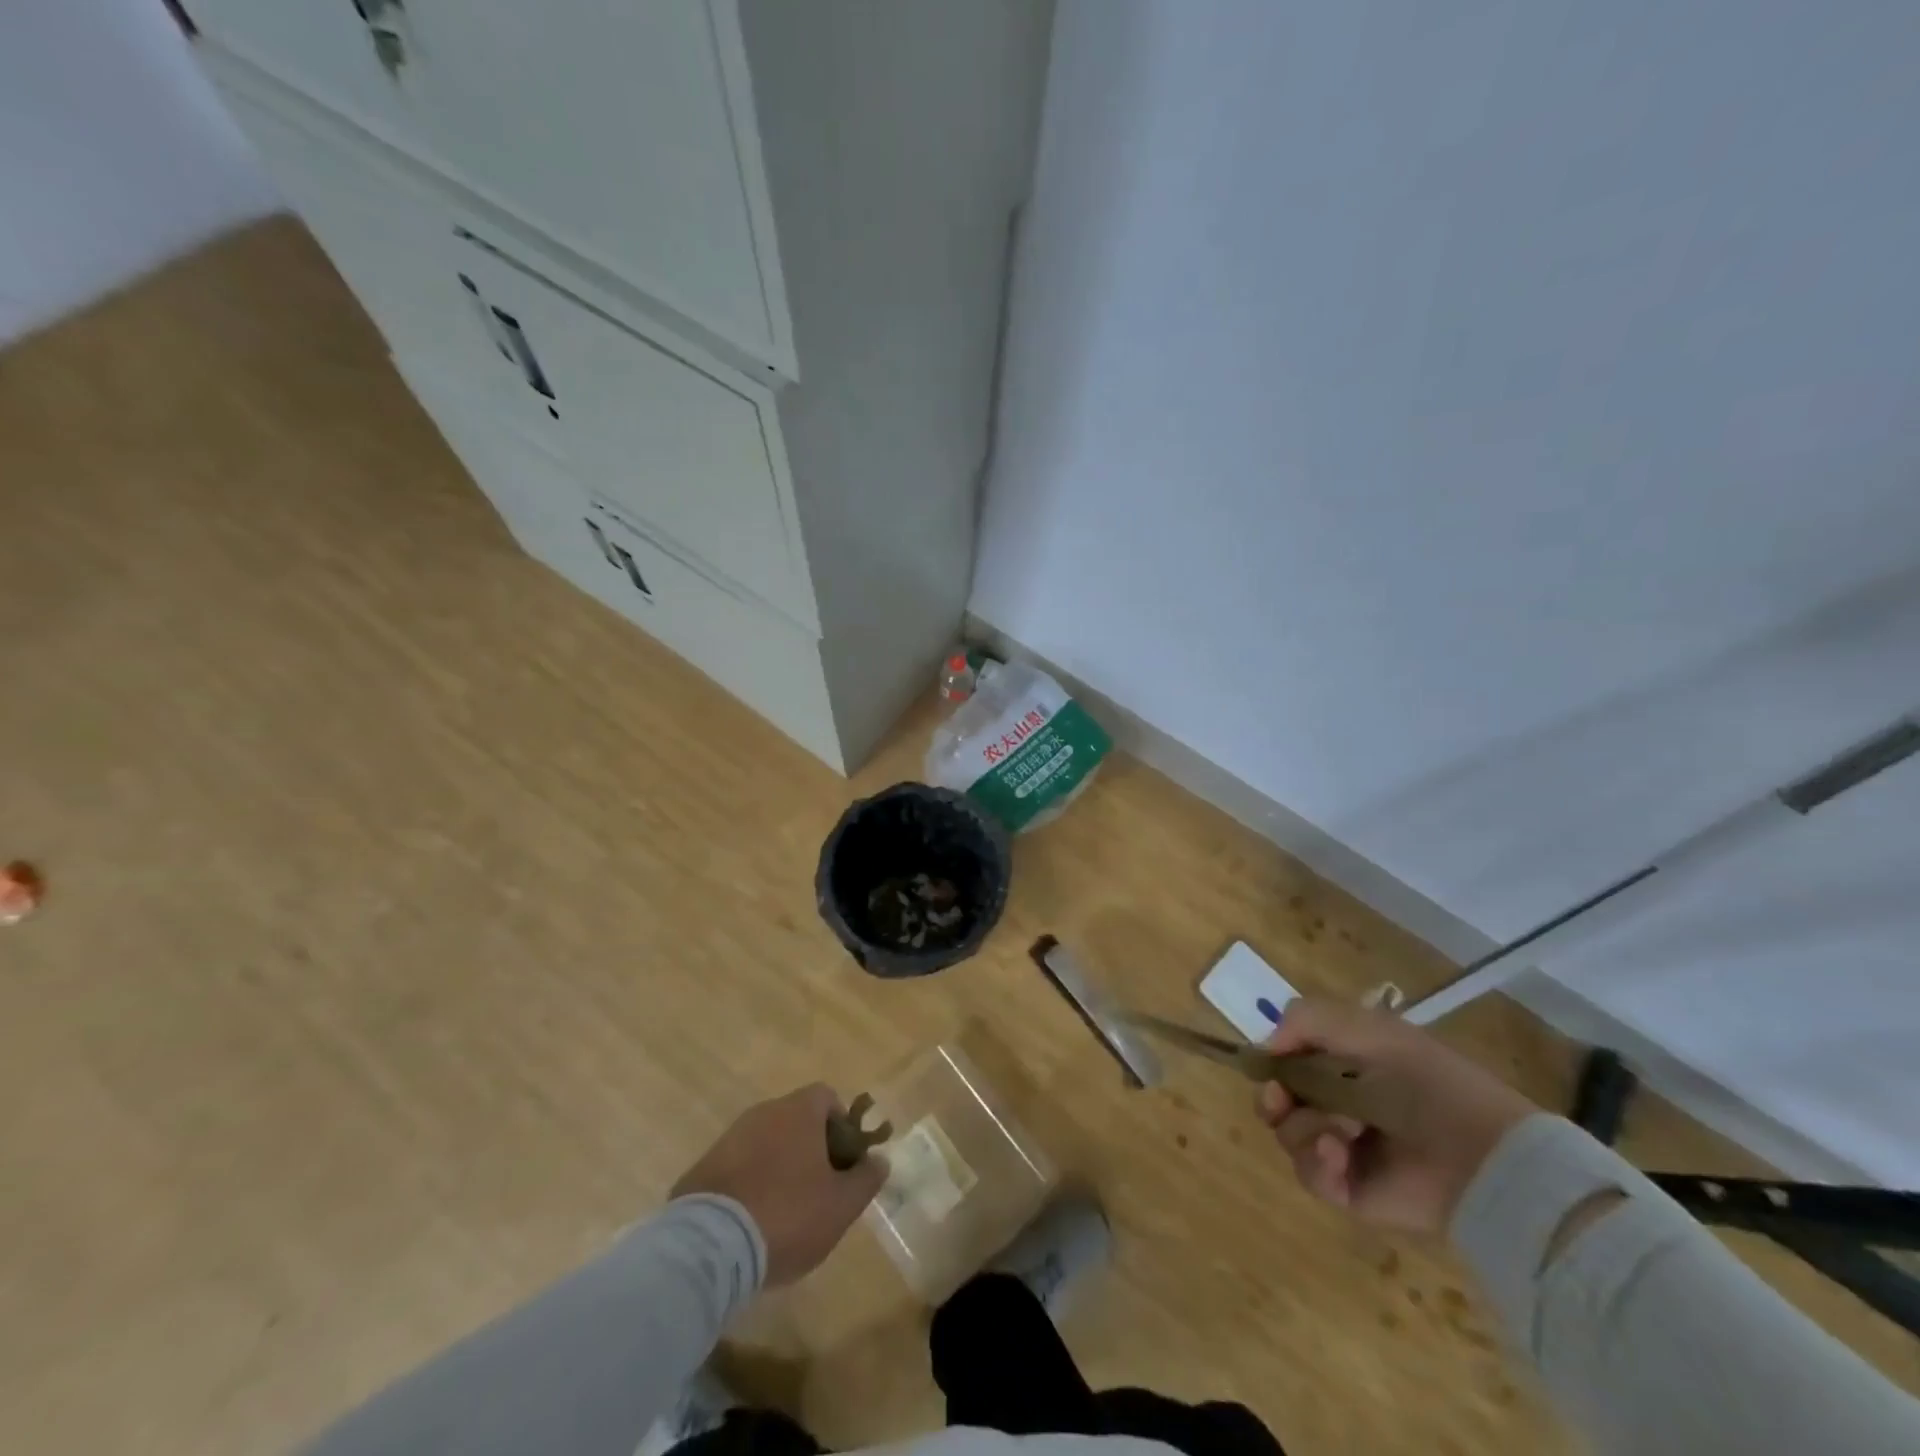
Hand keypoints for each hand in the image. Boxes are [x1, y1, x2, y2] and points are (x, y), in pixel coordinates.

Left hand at [671, 1083, 887, 1284]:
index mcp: (798, 1111)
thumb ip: (866, 1179)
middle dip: (810, 1148)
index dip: (841, 1126)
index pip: (827, 1097)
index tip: (843, 1162)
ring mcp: (730, 1138)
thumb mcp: (841, 1206)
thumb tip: (880, 1161)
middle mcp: (764, 1112)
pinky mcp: (703, 1167)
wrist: (709, 1246)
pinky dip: (749, 1183)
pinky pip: (738, 1165)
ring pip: (766, 1142)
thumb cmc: (787, 1215)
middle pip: (796, 1119)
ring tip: (784, 1212)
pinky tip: (751, 1221)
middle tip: (819, 1191)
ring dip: (779, 1165)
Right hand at [1258, 999, 1534, 1233]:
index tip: (1269, 1067)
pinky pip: (1310, 1175)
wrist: (1481, 1154)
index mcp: (1346, 1066)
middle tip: (1282, 1101)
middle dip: (1275, 1099)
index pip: (1289, 1061)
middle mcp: (1339, 1105)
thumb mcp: (1367, 1028)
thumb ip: (1306, 1019)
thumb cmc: (1425, 1080)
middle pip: (1278, 1102)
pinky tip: (1340, 1155)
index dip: (1273, 1063)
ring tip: (1346, 1130)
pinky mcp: (1351, 1191)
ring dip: (1307, 1127)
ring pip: (1289, 1136)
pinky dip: (1319, 1162)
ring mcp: (1344, 1150)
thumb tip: (1265, 1048)